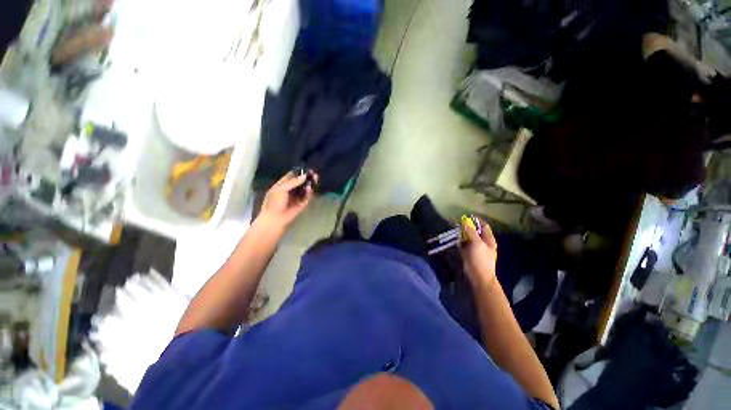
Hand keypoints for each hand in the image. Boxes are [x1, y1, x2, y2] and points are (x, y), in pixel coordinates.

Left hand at [257, 171, 315, 231]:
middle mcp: (291, 190)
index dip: (299, 172)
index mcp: (282, 185)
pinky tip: (310, 188)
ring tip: (315, 178)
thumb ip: (293, 182)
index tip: (306, 168)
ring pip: (305, 188)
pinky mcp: (302, 203)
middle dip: (307, 177)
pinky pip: (307, 196)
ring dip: (310, 183)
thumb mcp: (280, 189)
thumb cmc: (274, 203)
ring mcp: (297, 197)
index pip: (292, 176)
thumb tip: (304, 176)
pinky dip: (309, 192)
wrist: (275, 219)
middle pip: (301, 181)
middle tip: (314, 173)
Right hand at [459, 217, 497, 289]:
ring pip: (468, 237)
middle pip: (475, 231)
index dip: (477, 221)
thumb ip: (471, 232)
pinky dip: (459, 240)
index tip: (467, 217)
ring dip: (462, 233)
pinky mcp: (468, 253)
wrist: (478, 277)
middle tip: (458, 222)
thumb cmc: (481, 260)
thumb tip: (465, 222)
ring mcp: (475, 248)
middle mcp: (482, 242)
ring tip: (454, 229)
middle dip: (467, 226)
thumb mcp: (477, 244)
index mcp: (489, 240)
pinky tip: (454, 237)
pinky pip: (463, 244)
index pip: (484, 226)